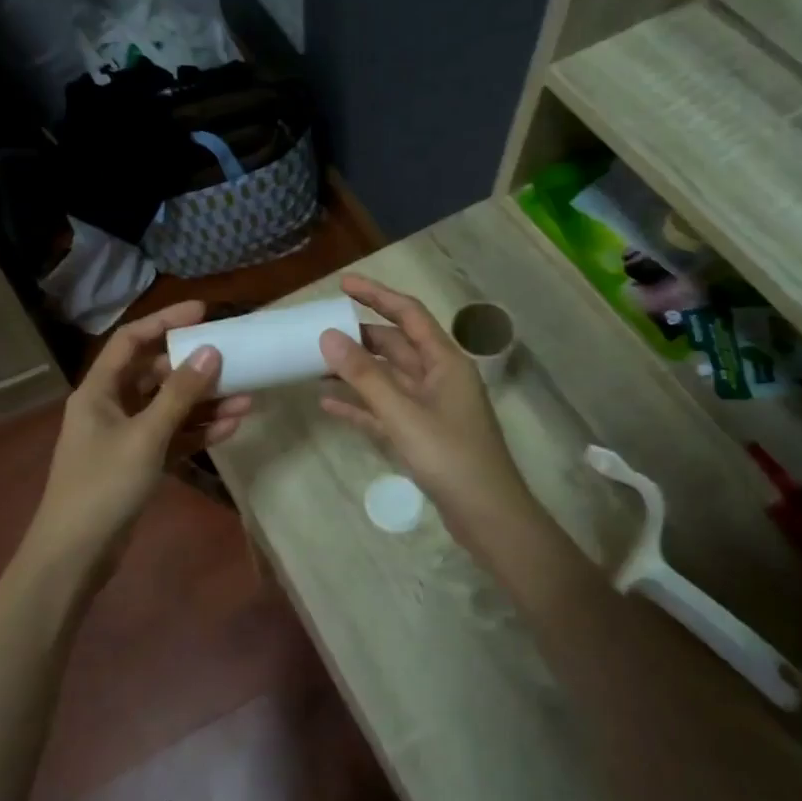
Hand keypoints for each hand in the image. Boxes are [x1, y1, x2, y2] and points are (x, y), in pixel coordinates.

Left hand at [21, 302, 250, 585]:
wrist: (75, 554)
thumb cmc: (103, 485)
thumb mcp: (145, 436)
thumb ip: (179, 394)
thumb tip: (210, 351)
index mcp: (99, 390)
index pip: (132, 341)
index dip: (165, 321)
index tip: (203, 311)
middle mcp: (111, 406)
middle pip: (156, 374)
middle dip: (195, 369)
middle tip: (235, 358)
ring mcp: (125, 436)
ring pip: (169, 408)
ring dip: (204, 404)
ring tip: (246, 397)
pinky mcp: (138, 463)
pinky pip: (172, 437)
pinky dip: (198, 432)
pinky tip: (232, 427)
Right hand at [318, 275, 533, 542]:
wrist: (487, 515)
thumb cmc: (451, 457)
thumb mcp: (403, 414)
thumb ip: (364, 375)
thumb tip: (328, 336)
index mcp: (444, 361)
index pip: (408, 314)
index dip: (376, 295)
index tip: (342, 284)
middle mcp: (438, 377)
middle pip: (395, 345)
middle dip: (359, 337)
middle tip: (318, 331)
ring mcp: (430, 407)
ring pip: (387, 378)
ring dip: (354, 371)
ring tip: (315, 365)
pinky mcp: (421, 435)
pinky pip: (384, 410)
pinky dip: (360, 405)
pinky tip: (328, 404)